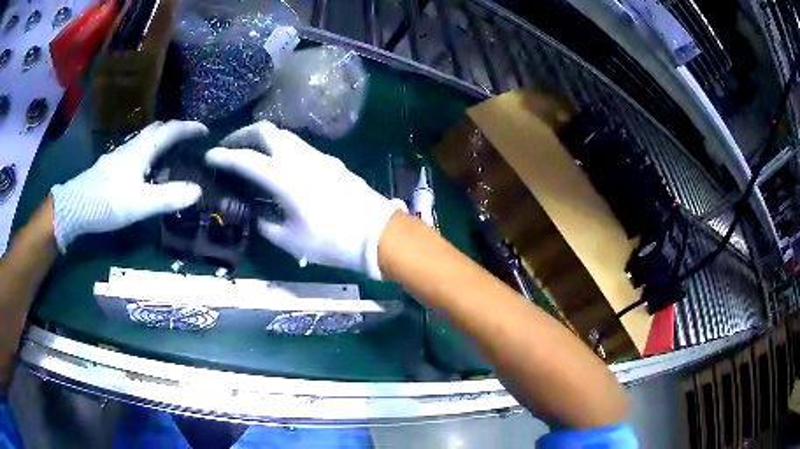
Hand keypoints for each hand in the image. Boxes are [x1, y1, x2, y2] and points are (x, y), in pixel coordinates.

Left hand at [51, 121, 207, 251]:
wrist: (76, 206)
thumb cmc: (108, 201)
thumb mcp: (140, 203)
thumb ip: (168, 197)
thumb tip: (198, 190)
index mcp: (142, 150)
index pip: (170, 130)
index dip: (189, 128)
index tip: (205, 131)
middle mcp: (132, 147)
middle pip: (156, 129)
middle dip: (174, 130)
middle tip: (187, 141)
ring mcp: (120, 155)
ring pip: (144, 139)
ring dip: (160, 141)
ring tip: (169, 155)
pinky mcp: (111, 166)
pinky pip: (135, 151)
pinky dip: (147, 153)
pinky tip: (145, 170)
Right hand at [206, 121, 405, 279]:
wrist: (377, 234)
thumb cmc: (331, 241)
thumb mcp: (291, 240)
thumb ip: (266, 224)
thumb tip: (257, 215)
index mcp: (284, 177)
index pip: (245, 158)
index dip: (223, 155)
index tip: (209, 156)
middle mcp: (299, 158)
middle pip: (267, 130)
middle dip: (243, 135)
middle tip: (231, 149)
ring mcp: (318, 156)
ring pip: (285, 136)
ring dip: (264, 140)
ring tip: (252, 156)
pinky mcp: (330, 161)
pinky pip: (299, 147)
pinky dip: (282, 149)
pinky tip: (280, 167)